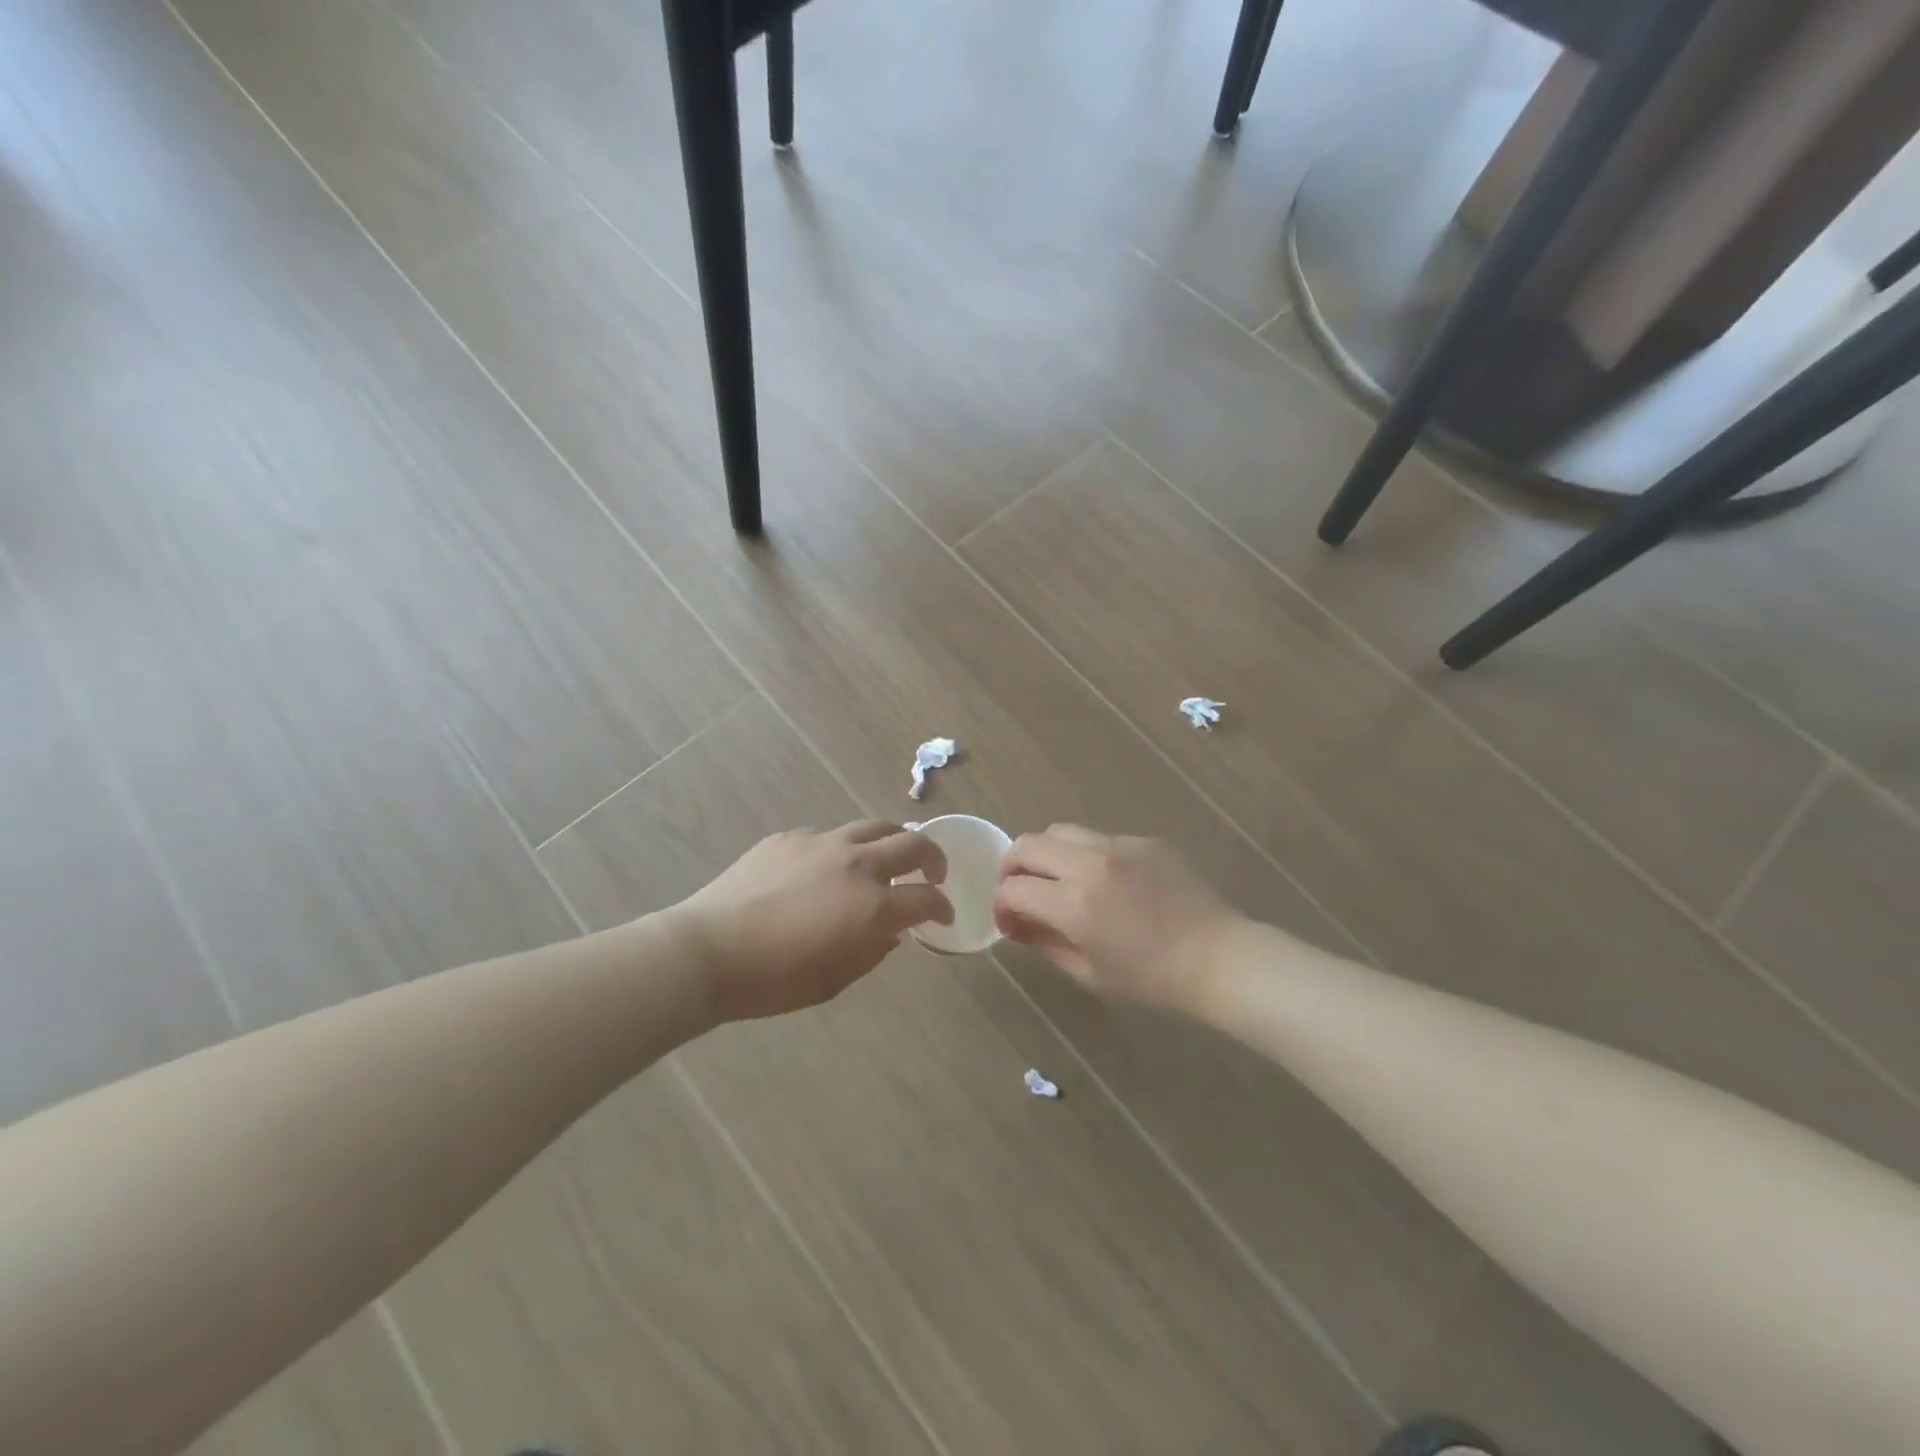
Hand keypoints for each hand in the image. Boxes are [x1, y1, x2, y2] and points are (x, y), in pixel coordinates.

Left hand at [672, 821, 951, 1021]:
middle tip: (932, 873)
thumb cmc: (774, 980)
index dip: (942, 907)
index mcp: (873, 906)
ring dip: (894, 840)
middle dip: (933, 857)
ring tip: (890, 856)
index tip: (943, 915)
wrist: (708, 950)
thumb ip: (873, 950)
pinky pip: (831, 835)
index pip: (927, 898)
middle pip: (914, 843)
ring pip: (875, 826)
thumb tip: (890, 932)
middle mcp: (857, 864)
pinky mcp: (791, 837)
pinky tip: (828, 867)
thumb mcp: (835, 980)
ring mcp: (823, 843)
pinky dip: (844, 848)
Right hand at [993, 826, 1238, 1012]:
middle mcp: (1091, 864)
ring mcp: (1120, 845)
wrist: (1219, 958)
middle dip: (1013, 866)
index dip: (1002, 904)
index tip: (1009, 921)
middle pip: (1028, 844)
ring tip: (1058, 879)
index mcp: (1075, 904)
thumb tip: (1019, 923)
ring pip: (1061, 831)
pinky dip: (1087, 856)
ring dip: (1047, 853)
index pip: (1014, 888)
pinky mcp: (1144, 840)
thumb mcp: (1089, 973)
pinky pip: (1100, 838)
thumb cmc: (1152, 979)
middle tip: (1021, 891)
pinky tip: (1107, 882)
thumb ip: (1045, 941)